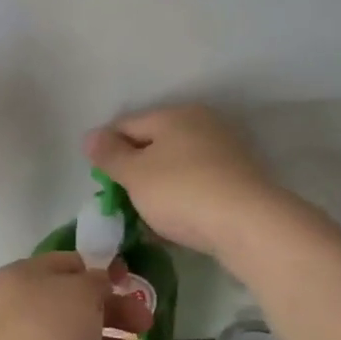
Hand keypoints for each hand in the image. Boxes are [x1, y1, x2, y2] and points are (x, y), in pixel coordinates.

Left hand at [0, 254, 151, 339]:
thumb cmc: (47, 338)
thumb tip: (97, 283)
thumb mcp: (79, 293)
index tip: (130, 284)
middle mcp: (23, 314)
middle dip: (117, 316)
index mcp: (24, 280)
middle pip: (79, 308)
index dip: (100, 272)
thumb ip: (95, 282)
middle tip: (146, 326)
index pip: (67, 266)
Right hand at [85, 105, 282, 258]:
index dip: (106, 150)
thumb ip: (109, 154)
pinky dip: (183, 200)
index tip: (100, 181)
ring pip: (176, 167)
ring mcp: (225, 152)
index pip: (126, 125)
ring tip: (147, 219)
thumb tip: (91, 136)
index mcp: (175, 114)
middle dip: (134, 171)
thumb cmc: (182, 192)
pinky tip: (176, 224)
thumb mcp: (134, 174)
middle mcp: (202, 124)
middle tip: (122, 201)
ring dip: (158, 189)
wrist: (249, 225)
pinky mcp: (240, 180)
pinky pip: (198, 186)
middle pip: (154, 145)